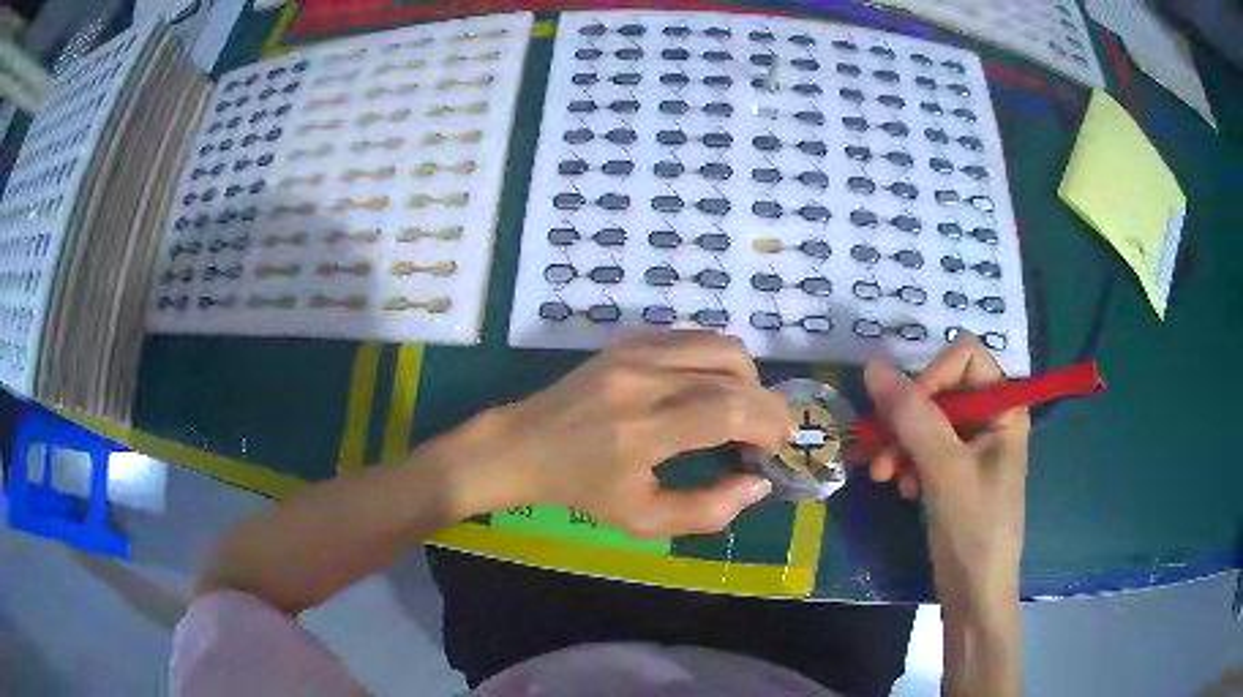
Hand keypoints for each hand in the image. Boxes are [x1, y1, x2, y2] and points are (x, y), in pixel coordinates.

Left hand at [441, 331, 794, 537]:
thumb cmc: (579, 490)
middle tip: (765, 436)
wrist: (522, 446)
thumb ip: (707, 510)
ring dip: (746, 378)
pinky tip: (707, 388)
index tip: (777, 446)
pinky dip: (716, 360)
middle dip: (767, 405)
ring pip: (720, 345)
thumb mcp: (641, 519)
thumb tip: (757, 483)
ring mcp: (634, 352)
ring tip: (740, 411)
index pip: (729, 409)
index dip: (769, 424)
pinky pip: (692, 337)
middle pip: (734, 373)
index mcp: (643, 430)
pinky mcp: (628, 340)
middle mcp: (643, 379)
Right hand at [862, 336, 1029, 617]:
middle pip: (941, 388)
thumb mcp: (945, 469)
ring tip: (884, 476)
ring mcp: (971, 445)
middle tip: (882, 454)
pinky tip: (901, 488)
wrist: (974, 593)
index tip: (908, 414)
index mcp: (1004, 407)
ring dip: (900, 444)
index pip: (965, 356)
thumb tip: (872, 367)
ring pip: (926, 419)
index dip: (933, 376)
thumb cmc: (974, 528)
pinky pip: (923, 446)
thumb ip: (912, 416)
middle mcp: (990, 418)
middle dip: (907, 418)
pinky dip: (906, 462)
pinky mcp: (954, 470)